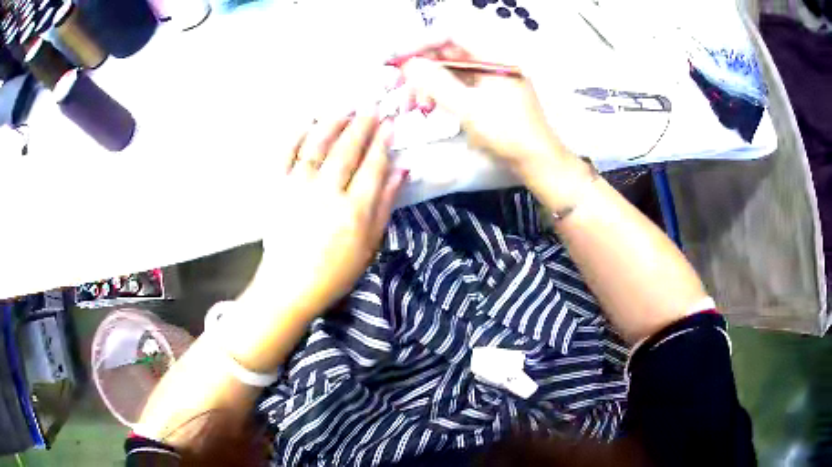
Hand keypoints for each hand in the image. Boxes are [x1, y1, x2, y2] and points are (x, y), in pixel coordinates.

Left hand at [244, 108, 406, 319]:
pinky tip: (308, 122)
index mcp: (354, 211)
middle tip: (371, 109)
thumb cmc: (335, 271)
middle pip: (347, 150)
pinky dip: (297, 135)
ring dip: (333, 123)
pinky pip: (286, 155)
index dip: (382, 142)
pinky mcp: (277, 189)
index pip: (372, 166)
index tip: (389, 124)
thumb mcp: (370, 245)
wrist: (289, 285)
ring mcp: (298, 188)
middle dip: (362, 126)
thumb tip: (402, 170)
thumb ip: (385, 204)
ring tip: (345, 109)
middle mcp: (327, 193)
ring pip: (318, 145)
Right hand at [400, 41, 574, 176]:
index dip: (422, 43)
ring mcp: (492, 80)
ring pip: (452, 72)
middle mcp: (492, 64)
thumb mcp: (469, 108)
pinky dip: (443, 94)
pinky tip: (430, 107)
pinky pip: (460, 86)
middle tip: (401, 84)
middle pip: (450, 54)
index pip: (452, 37)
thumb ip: (437, 83)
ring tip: (416, 104)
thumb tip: (410, 64)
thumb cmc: (508, 134)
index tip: (400, 58)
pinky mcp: (490, 96)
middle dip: (423, 68)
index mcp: (494, 58)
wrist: (538, 162)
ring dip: (430, 84)